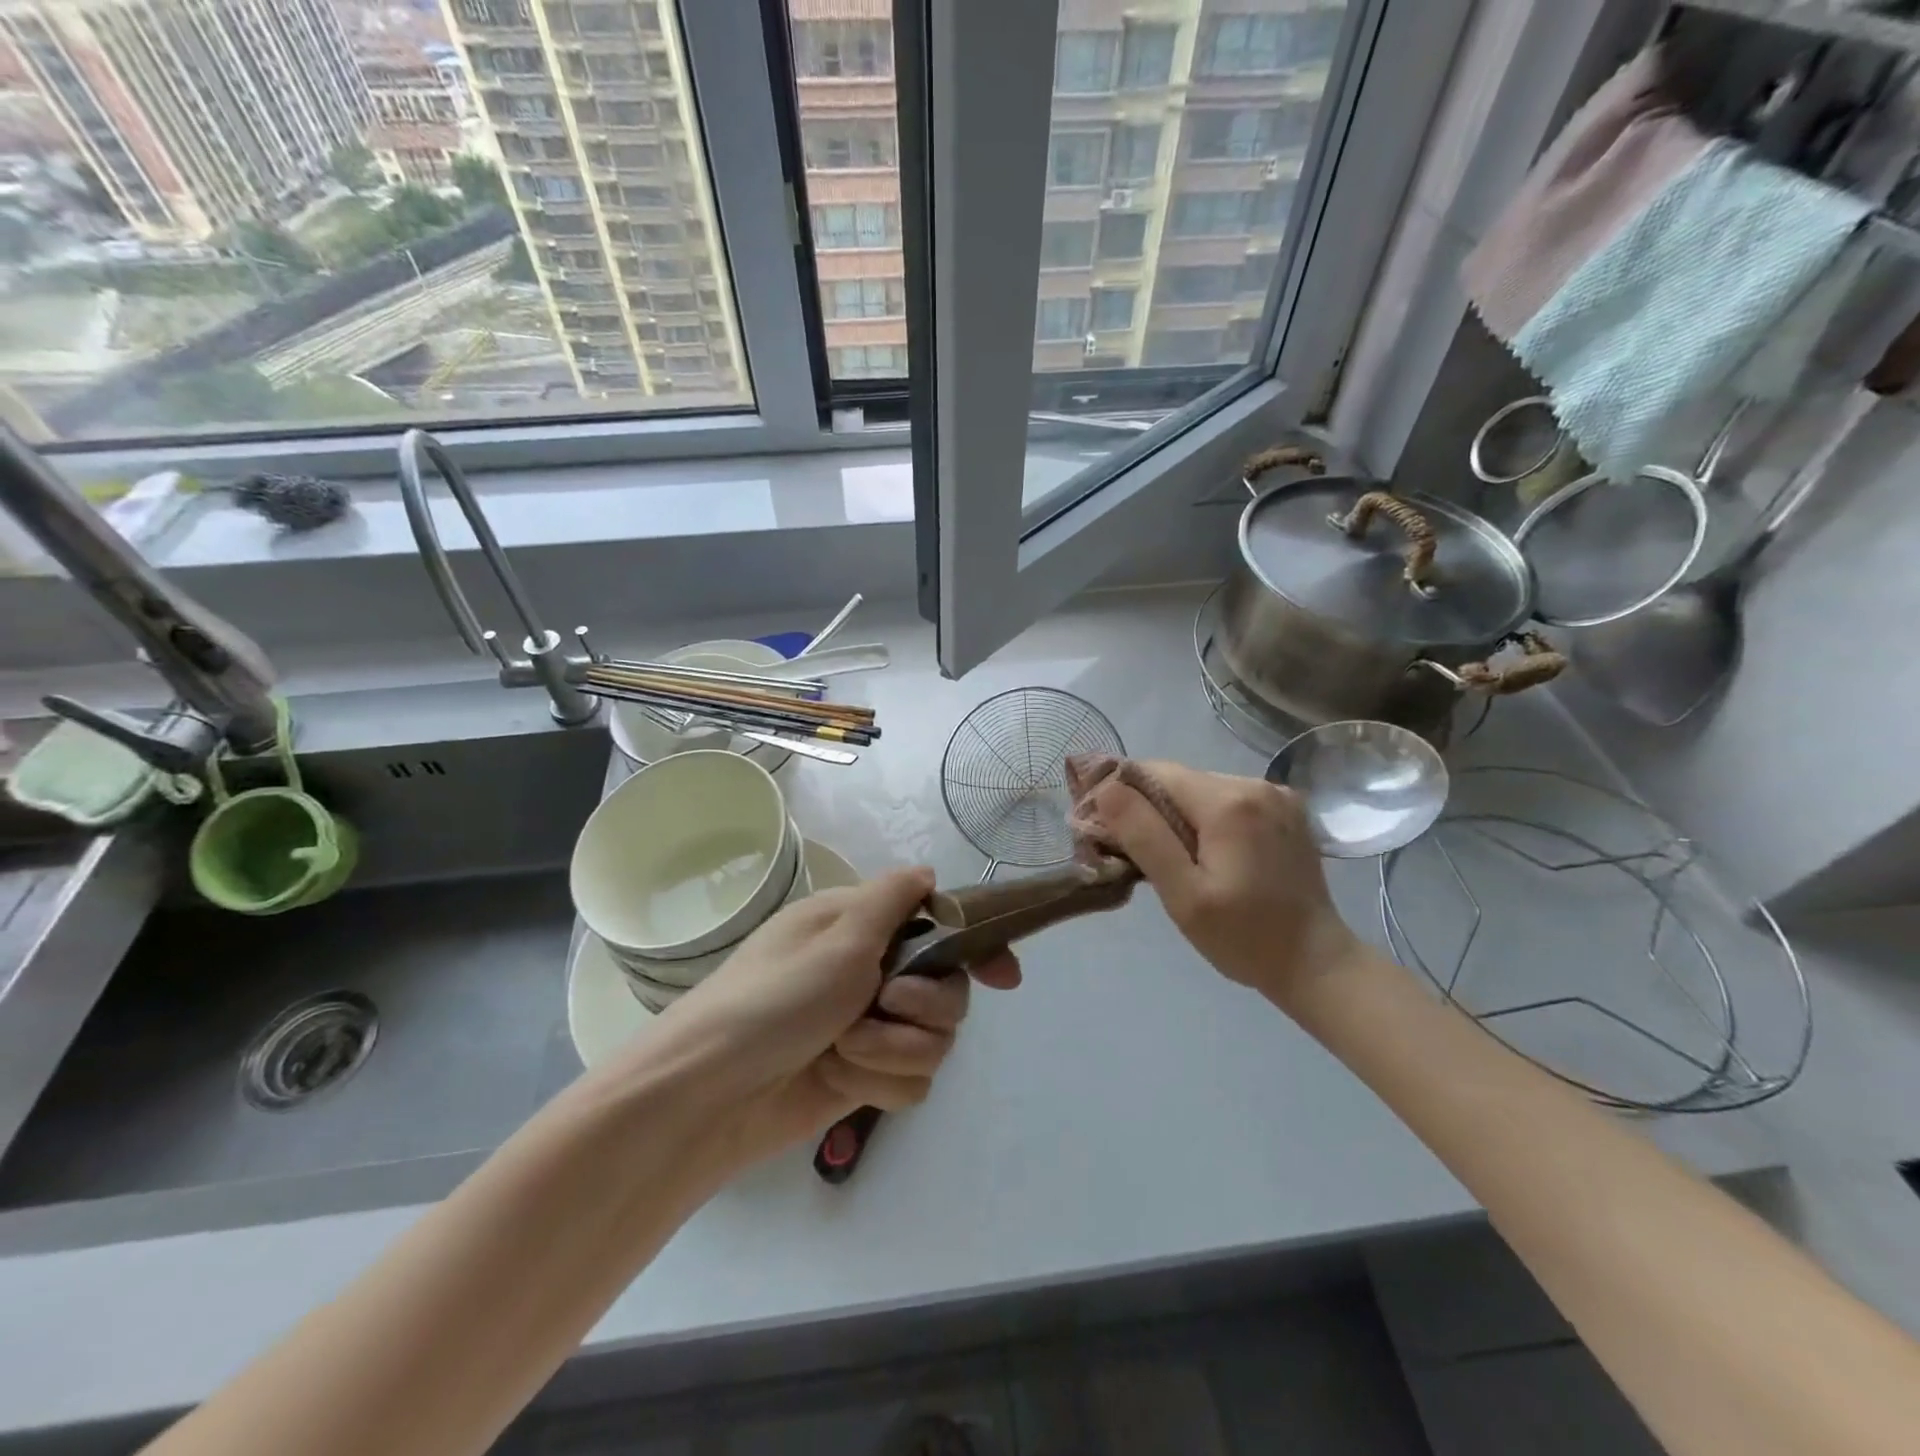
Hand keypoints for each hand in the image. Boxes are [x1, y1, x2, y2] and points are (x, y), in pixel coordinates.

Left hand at [649, 868, 1020, 1165]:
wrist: (710, 1096)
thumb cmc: (773, 1000)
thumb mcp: (837, 936)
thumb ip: (893, 900)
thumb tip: (928, 872)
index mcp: (862, 928)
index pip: (937, 925)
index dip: (974, 946)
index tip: (1004, 978)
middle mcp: (870, 973)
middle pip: (948, 988)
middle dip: (924, 1003)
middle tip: (885, 1003)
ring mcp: (869, 1029)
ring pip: (935, 1039)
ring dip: (893, 1047)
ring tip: (845, 1051)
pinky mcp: (864, 1078)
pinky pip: (911, 1080)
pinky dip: (880, 1082)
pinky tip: (842, 1081)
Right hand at [1081, 761, 1361, 1008]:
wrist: (1317, 963)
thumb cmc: (1243, 937)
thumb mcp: (1183, 894)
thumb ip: (1144, 836)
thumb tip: (1106, 788)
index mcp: (1228, 802)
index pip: (1154, 772)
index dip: (1121, 793)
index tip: (1103, 829)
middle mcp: (1254, 784)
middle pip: (1178, 779)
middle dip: (1148, 807)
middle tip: (1131, 853)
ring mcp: (1276, 795)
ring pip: (1201, 789)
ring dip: (1177, 814)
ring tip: (1171, 859)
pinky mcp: (1286, 810)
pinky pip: (1228, 799)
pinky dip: (1206, 818)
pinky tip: (1207, 854)